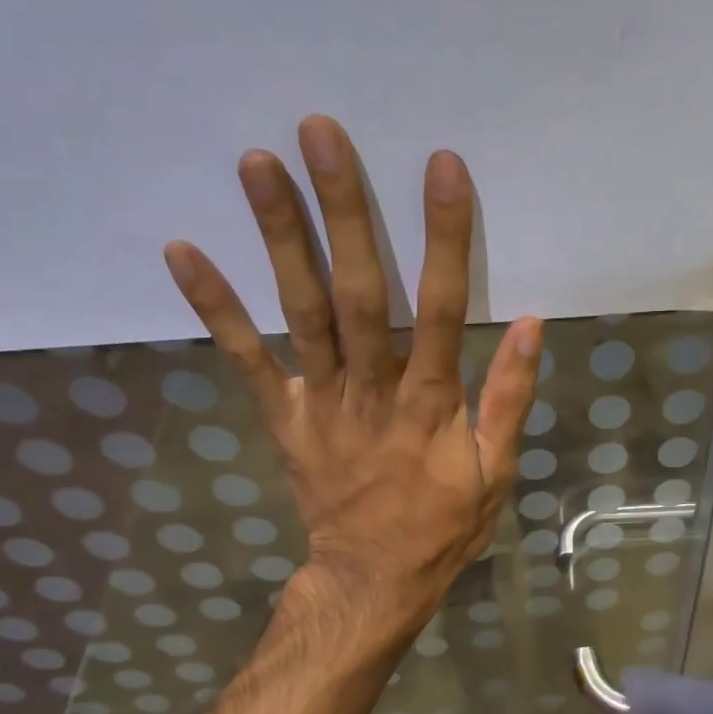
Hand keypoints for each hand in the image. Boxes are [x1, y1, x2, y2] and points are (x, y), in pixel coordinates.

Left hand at [162, 115, 541, 634]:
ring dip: (277, 238)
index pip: (439, 309)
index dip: (443, 239)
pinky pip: (247, 362)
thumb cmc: (442, 527)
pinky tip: (183, 251)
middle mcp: (372, 392)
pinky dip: (215, 309)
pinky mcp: (285, 419)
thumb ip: (509, 399)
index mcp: (430, 405)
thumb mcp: (496, 472)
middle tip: (322, 133)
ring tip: (256, 162)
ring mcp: (321, 404)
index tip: (440, 168)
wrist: (374, 580)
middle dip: (343, 213)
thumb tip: (529, 324)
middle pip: (358, 295)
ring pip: (300, 314)